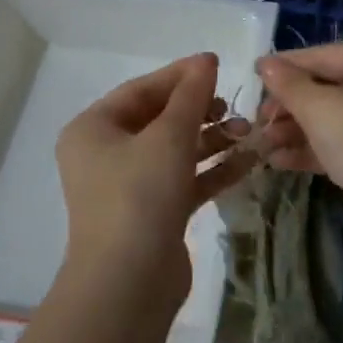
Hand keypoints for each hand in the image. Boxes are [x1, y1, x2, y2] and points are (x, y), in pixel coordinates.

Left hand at [56, 53, 254, 305]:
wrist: (129, 281)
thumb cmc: (140, 195)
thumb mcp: (169, 137)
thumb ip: (191, 96)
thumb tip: (206, 60)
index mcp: (94, 129)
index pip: (141, 90)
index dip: (180, 76)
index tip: (219, 65)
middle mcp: (106, 154)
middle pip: (159, 120)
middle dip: (200, 111)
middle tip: (233, 106)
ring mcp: (129, 186)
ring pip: (175, 151)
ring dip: (212, 140)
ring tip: (248, 131)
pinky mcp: (153, 213)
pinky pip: (185, 180)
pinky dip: (213, 170)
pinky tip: (249, 161)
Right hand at [254, 44, 342, 248]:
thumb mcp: (322, 109)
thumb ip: (290, 85)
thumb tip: (266, 64)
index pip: (326, 55)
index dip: (287, 66)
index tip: (253, 76)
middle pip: (329, 88)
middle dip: (290, 106)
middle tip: (258, 122)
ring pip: (334, 120)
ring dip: (296, 131)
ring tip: (262, 145)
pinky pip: (342, 146)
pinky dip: (313, 150)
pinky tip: (279, 162)